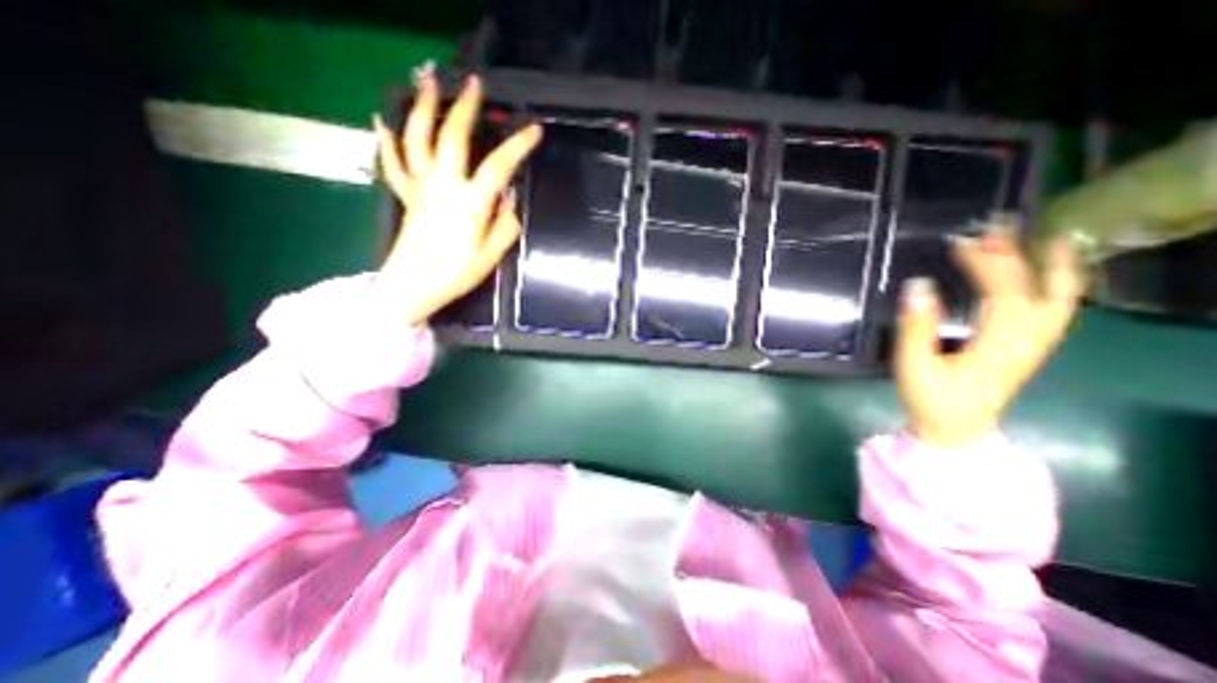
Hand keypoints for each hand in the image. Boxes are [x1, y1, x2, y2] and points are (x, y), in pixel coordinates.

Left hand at [372, 70, 542, 324]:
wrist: (413, 286)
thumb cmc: (456, 273)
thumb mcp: (491, 256)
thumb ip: (505, 227)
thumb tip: (510, 204)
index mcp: (470, 203)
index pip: (499, 166)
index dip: (518, 145)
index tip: (534, 130)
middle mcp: (444, 186)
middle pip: (452, 138)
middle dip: (465, 108)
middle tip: (473, 83)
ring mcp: (421, 187)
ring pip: (418, 139)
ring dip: (423, 107)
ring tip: (428, 81)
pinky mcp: (407, 195)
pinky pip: (394, 163)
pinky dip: (387, 139)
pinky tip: (382, 119)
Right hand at [890, 221, 1084, 446]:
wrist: (955, 430)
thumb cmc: (930, 398)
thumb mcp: (914, 365)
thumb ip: (916, 327)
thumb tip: (918, 286)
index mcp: (998, 345)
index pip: (1004, 293)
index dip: (986, 264)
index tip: (961, 243)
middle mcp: (1026, 342)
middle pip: (1038, 291)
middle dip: (1021, 256)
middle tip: (1001, 228)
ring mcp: (1032, 347)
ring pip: (1058, 301)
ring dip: (1052, 268)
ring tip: (1046, 240)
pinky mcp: (1027, 351)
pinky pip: (1054, 313)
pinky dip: (1056, 288)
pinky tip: (1042, 278)